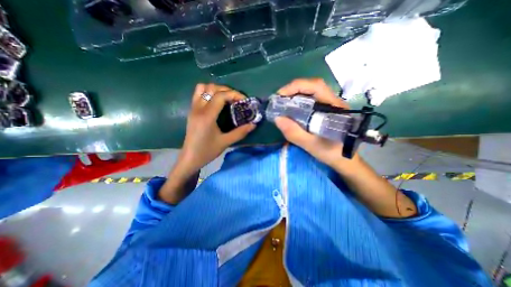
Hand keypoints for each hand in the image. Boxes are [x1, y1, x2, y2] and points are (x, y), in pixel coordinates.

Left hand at [176, 83, 257, 176]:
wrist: (190, 158)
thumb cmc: (207, 151)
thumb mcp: (225, 142)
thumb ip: (240, 132)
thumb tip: (253, 125)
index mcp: (207, 116)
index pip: (220, 96)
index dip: (234, 94)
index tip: (244, 100)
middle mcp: (198, 108)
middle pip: (212, 88)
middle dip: (227, 90)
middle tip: (237, 99)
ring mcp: (193, 108)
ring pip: (203, 88)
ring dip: (216, 89)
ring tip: (226, 98)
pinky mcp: (192, 111)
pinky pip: (198, 93)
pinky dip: (208, 92)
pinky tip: (216, 101)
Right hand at [274, 79, 355, 169]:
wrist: (345, 159)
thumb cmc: (331, 152)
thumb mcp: (311, 145)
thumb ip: (294, 133)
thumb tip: (277, 118)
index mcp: (333, 107)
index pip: (315, 86)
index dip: (296, 86)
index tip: (280, 95)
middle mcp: (333, 101)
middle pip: (312, 86)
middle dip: (293, 90)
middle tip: (279, 100)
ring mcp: (330, 105)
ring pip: (311, 92)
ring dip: (295, 95)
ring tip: (283, 103)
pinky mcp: (326, 111)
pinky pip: (311, 101)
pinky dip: (299, 102)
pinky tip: (292, 109)